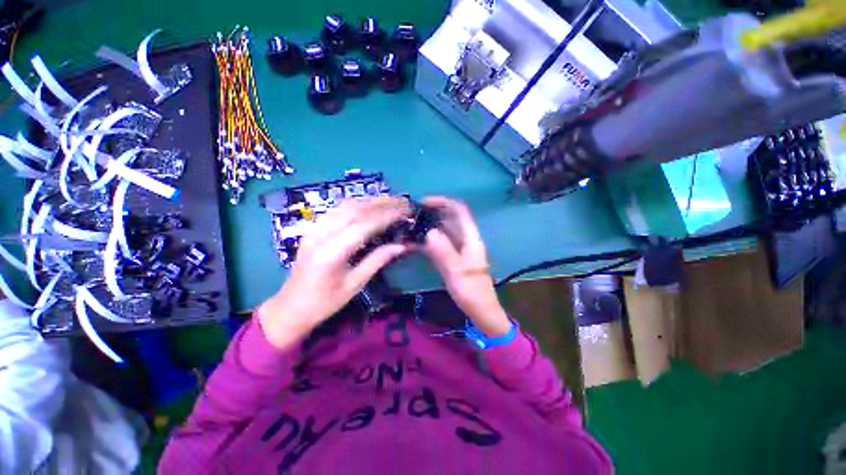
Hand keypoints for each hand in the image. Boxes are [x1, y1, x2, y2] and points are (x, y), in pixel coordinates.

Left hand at [258, 197, 410, 348]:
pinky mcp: (313, 228)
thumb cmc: (324, 302)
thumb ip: (377, 261)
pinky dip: (359, 204)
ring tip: (392, 202)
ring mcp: (314, 229)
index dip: (387, 215)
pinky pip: (338, 209)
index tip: (406, 211)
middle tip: (404, 203)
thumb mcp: (355, 285)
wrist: (290, 308)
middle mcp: (321, 234)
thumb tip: (402, 245)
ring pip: (346, 205)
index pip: (364, 224)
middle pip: (355, 208)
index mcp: (331, 252)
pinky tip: (371, 207)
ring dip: (371, 201)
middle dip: (382, 203)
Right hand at [422, 197, 510, 336]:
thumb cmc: (472, 292)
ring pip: (442, 231)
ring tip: (408, 228)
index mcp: (470, 238)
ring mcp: (458, 248)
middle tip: (410, 216)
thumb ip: (443, 251)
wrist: (480, 311)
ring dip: (427, 227)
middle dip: (431, 214)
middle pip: (449, 218)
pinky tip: (413, 244)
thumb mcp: (457, 271)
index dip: (443, 202)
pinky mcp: (451, 258)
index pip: (459, 210)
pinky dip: (427, 242)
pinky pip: (438, 244)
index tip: (423, 203)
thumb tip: (429, 232)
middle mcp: (465, 239)